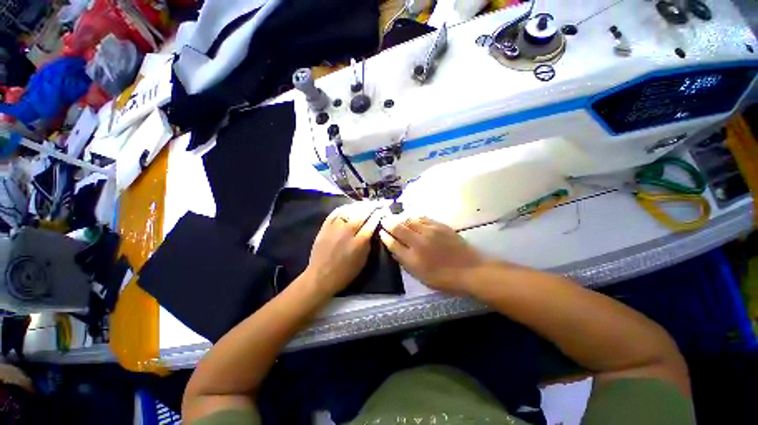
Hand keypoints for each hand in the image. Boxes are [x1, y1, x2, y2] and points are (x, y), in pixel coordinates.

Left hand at [305, 202, 381, 295]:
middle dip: (371, 207)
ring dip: (358, 206)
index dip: (378, 215)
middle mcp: (347, 232)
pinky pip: (334, 213)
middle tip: (377, 203)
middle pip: (361, 214)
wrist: (321, 276)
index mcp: (359, 242)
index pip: (371, 223)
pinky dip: (343, 208)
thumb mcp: (363, 260)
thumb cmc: (345, 272)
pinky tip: (349, 206)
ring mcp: (334, 228)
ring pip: (348, 211)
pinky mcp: (324, 228)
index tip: (383, 210)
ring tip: (365, 203)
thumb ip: (368, 243)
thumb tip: (372, 230)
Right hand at [379, 216, 484, 293]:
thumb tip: (394, 251)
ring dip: (400, 218)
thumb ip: (405, 263)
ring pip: (409, 220)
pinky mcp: (439, 226)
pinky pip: (422, 218)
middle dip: (388, 222)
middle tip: (383, 218)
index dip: (385, 237)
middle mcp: (418, 243)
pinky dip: (414, 217)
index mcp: (412, 258)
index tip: (381, 232)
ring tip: (396, 216)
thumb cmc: (444, 278)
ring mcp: (429, 232)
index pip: (393, 244)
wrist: (469, 270)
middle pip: (398, 228)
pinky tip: (411, 217)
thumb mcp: (420, 276)